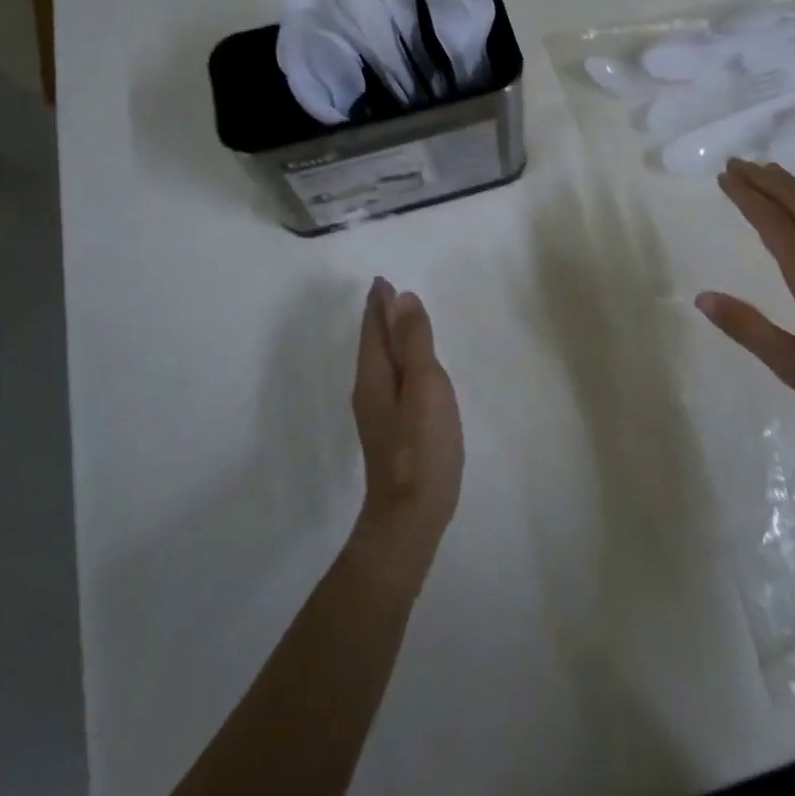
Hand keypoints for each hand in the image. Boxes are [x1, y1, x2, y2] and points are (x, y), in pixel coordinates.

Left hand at [350, 279, 462, 565]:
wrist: (411, 514)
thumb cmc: (422, 446)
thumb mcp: (425, 386)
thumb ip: (415, 343)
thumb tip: (402, 299)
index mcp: (375, 376)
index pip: (374, 330)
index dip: (379, 304)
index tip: (382, 281)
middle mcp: (369, 391)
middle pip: (373, 346)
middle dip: (380, 319)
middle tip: (390, 295)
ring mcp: (378, 415)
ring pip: (381, 365)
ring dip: (388, 340)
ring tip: (400, 324)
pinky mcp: (392, 432)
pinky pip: (391, 382)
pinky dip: (398, 364)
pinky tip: (410, 372)